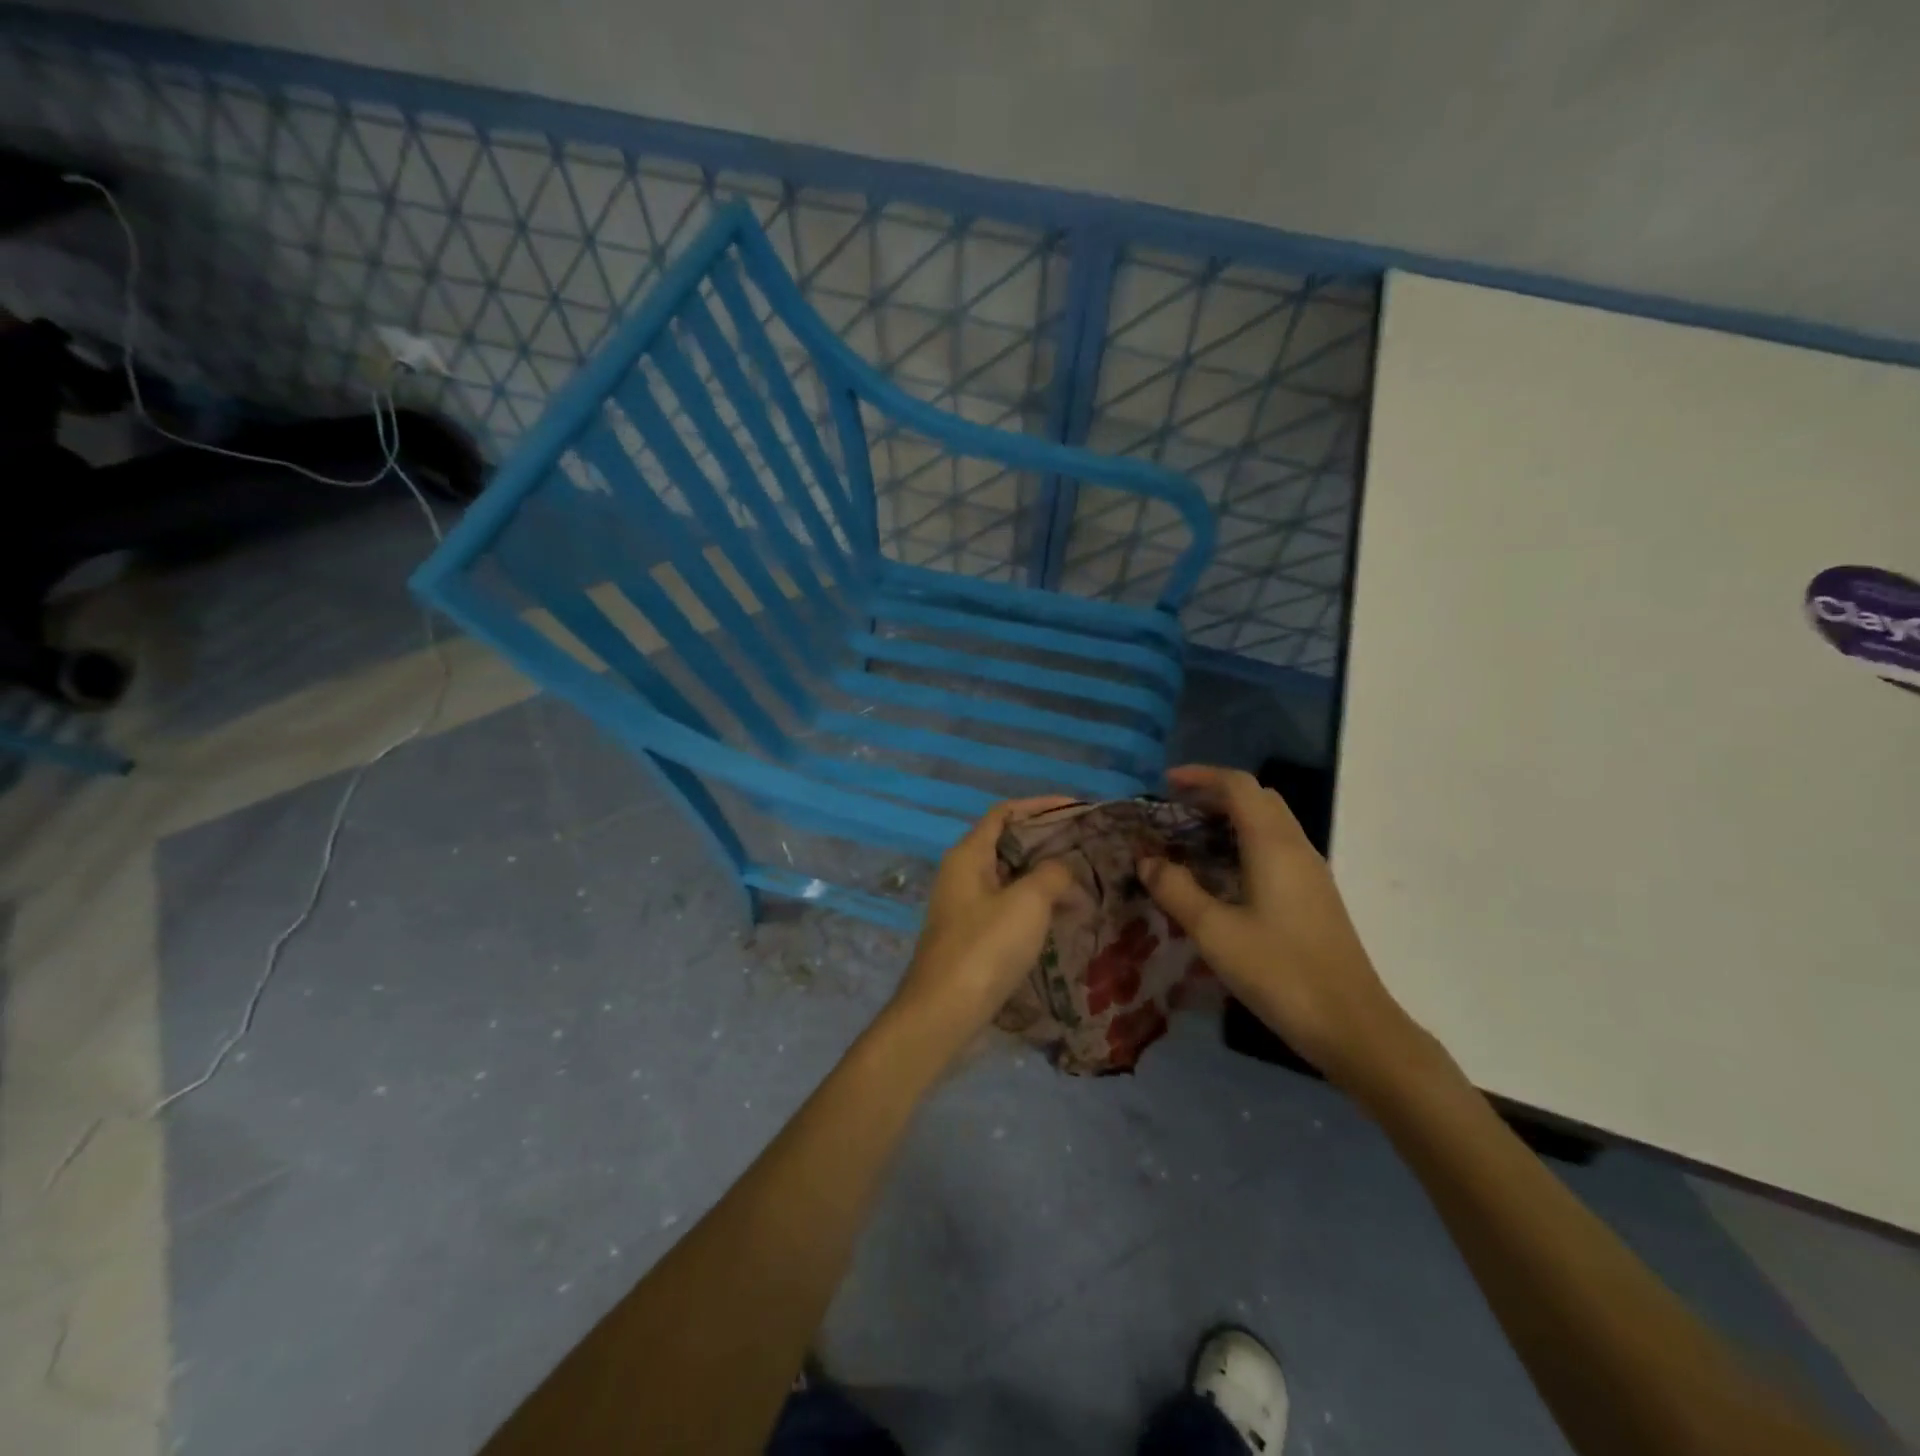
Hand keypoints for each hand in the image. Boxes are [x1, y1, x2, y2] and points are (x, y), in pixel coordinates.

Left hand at [885, 797, 1079, 1059]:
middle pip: (1008, 844)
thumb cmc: (985, 947)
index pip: (1005, 813)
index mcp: (968, 855)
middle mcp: (962, 874)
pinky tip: (1063, 918)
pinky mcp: (972, 936)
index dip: (1040, 806)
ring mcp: (965, 907)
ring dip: (1044, 877)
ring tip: (1084, 882)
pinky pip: (1008, 907)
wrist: (944, 1013)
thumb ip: (1052, 874)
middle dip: (1047, 843)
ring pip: (1010, 878)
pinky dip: (1035, 905)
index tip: (1077, 809)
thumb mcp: (1028, 902)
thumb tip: (1063, 870)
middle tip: (1088, 848)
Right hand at [1139, 765, 1423, 1089]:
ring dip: (1231, 819)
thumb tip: (1147, 860)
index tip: (1165, 783)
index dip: (1201, 776)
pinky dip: (1245, 843)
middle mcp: (1296, 848)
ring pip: (1270, 824)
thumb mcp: (1215, 932)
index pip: (1239, 786)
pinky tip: (1223, 876)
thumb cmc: (1280, 972)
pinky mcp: (1315, 896)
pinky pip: (1277, 849)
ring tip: (1191, 840)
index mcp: (1273, 845)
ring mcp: (1311, 873)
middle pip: (1258, 798)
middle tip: (1175, 811)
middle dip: (1215, 794)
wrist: (1352, 1026)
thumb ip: (1176, 890)